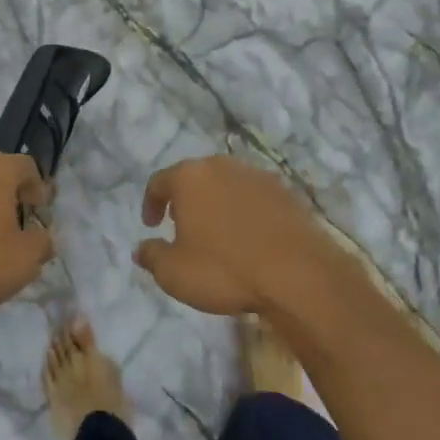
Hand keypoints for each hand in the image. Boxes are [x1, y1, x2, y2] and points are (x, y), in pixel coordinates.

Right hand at [135, 156, 334, 314]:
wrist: (297, 274)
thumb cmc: (225, 269)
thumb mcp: (175, 274)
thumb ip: (152, 257)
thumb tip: (141, 249)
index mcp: (189, 177)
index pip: (159, 182)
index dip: (151, 203)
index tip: (152, 226)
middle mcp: (221, 165)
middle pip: (194, 177)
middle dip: (185, 199)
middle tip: (181, 225)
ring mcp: (256, 175)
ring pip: (226, 183)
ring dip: (216, 203)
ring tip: (216, 232)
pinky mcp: (285, 191)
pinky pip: (253, 196)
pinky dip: (244, 210)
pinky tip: (248, 237)